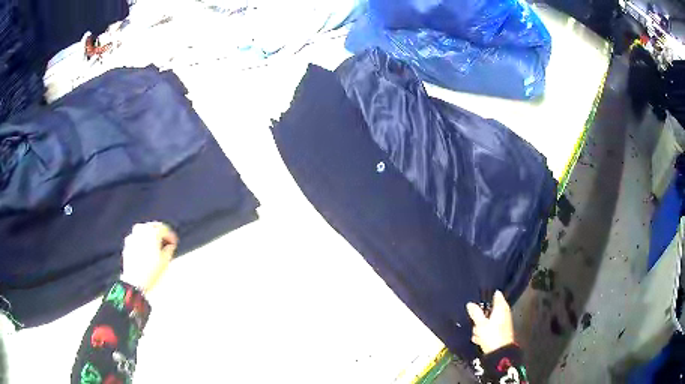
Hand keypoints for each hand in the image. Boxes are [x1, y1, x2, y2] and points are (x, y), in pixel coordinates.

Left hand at [120, 222, 177, 294]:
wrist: (135, 281)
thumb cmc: (152, 271)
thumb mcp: (165, 261)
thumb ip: (169, 248)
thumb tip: (169, 245)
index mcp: (152, 232)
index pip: (165, 229)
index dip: (171, 236)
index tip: (174, 244)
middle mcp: (142, 229)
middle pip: (154, 226)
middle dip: (161, 233)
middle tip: (166, 242)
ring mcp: (133, 234)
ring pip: (144, 230)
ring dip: (151, 235)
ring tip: (156, 246)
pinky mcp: (128, 242)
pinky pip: (137, 236)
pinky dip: (143, 240)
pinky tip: (146, 250)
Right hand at [466, 290, 514, 354]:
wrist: (499, 352)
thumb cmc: (491, 335)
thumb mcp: (480, 324)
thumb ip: (475, 313)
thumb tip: (470, 304)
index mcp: (501, 307)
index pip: (496, 295)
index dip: (487, 296)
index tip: (478, 299)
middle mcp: (504, 313)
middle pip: (490, 309)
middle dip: (481, 315)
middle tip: (476, 322)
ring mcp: (503, 322)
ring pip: (488, 320)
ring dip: (481, 326)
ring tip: (477, 334)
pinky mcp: (500, 331)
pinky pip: (490, 329)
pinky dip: (485, 333)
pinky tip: (480, 339)